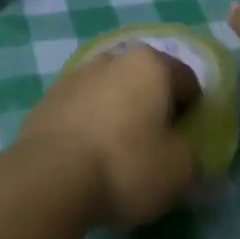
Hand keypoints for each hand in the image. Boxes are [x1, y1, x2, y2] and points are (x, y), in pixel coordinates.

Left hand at [15, 45, 199, 227]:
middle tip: (153, 147)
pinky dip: (89, 125)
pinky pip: (81, 109)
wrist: (49, 179)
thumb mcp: (179, 169)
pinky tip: (86, 157)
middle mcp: (112, 59)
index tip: (184, 142)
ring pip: (110, 92)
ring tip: (116, 155)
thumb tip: (181, 148)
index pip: (187, 81)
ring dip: (118, 114)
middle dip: (152, 107)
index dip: (192, 112)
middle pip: (145, 81)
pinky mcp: (47, 99)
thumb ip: (191, 152)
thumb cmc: (126, 165)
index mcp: (150, 65)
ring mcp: (75, 76)